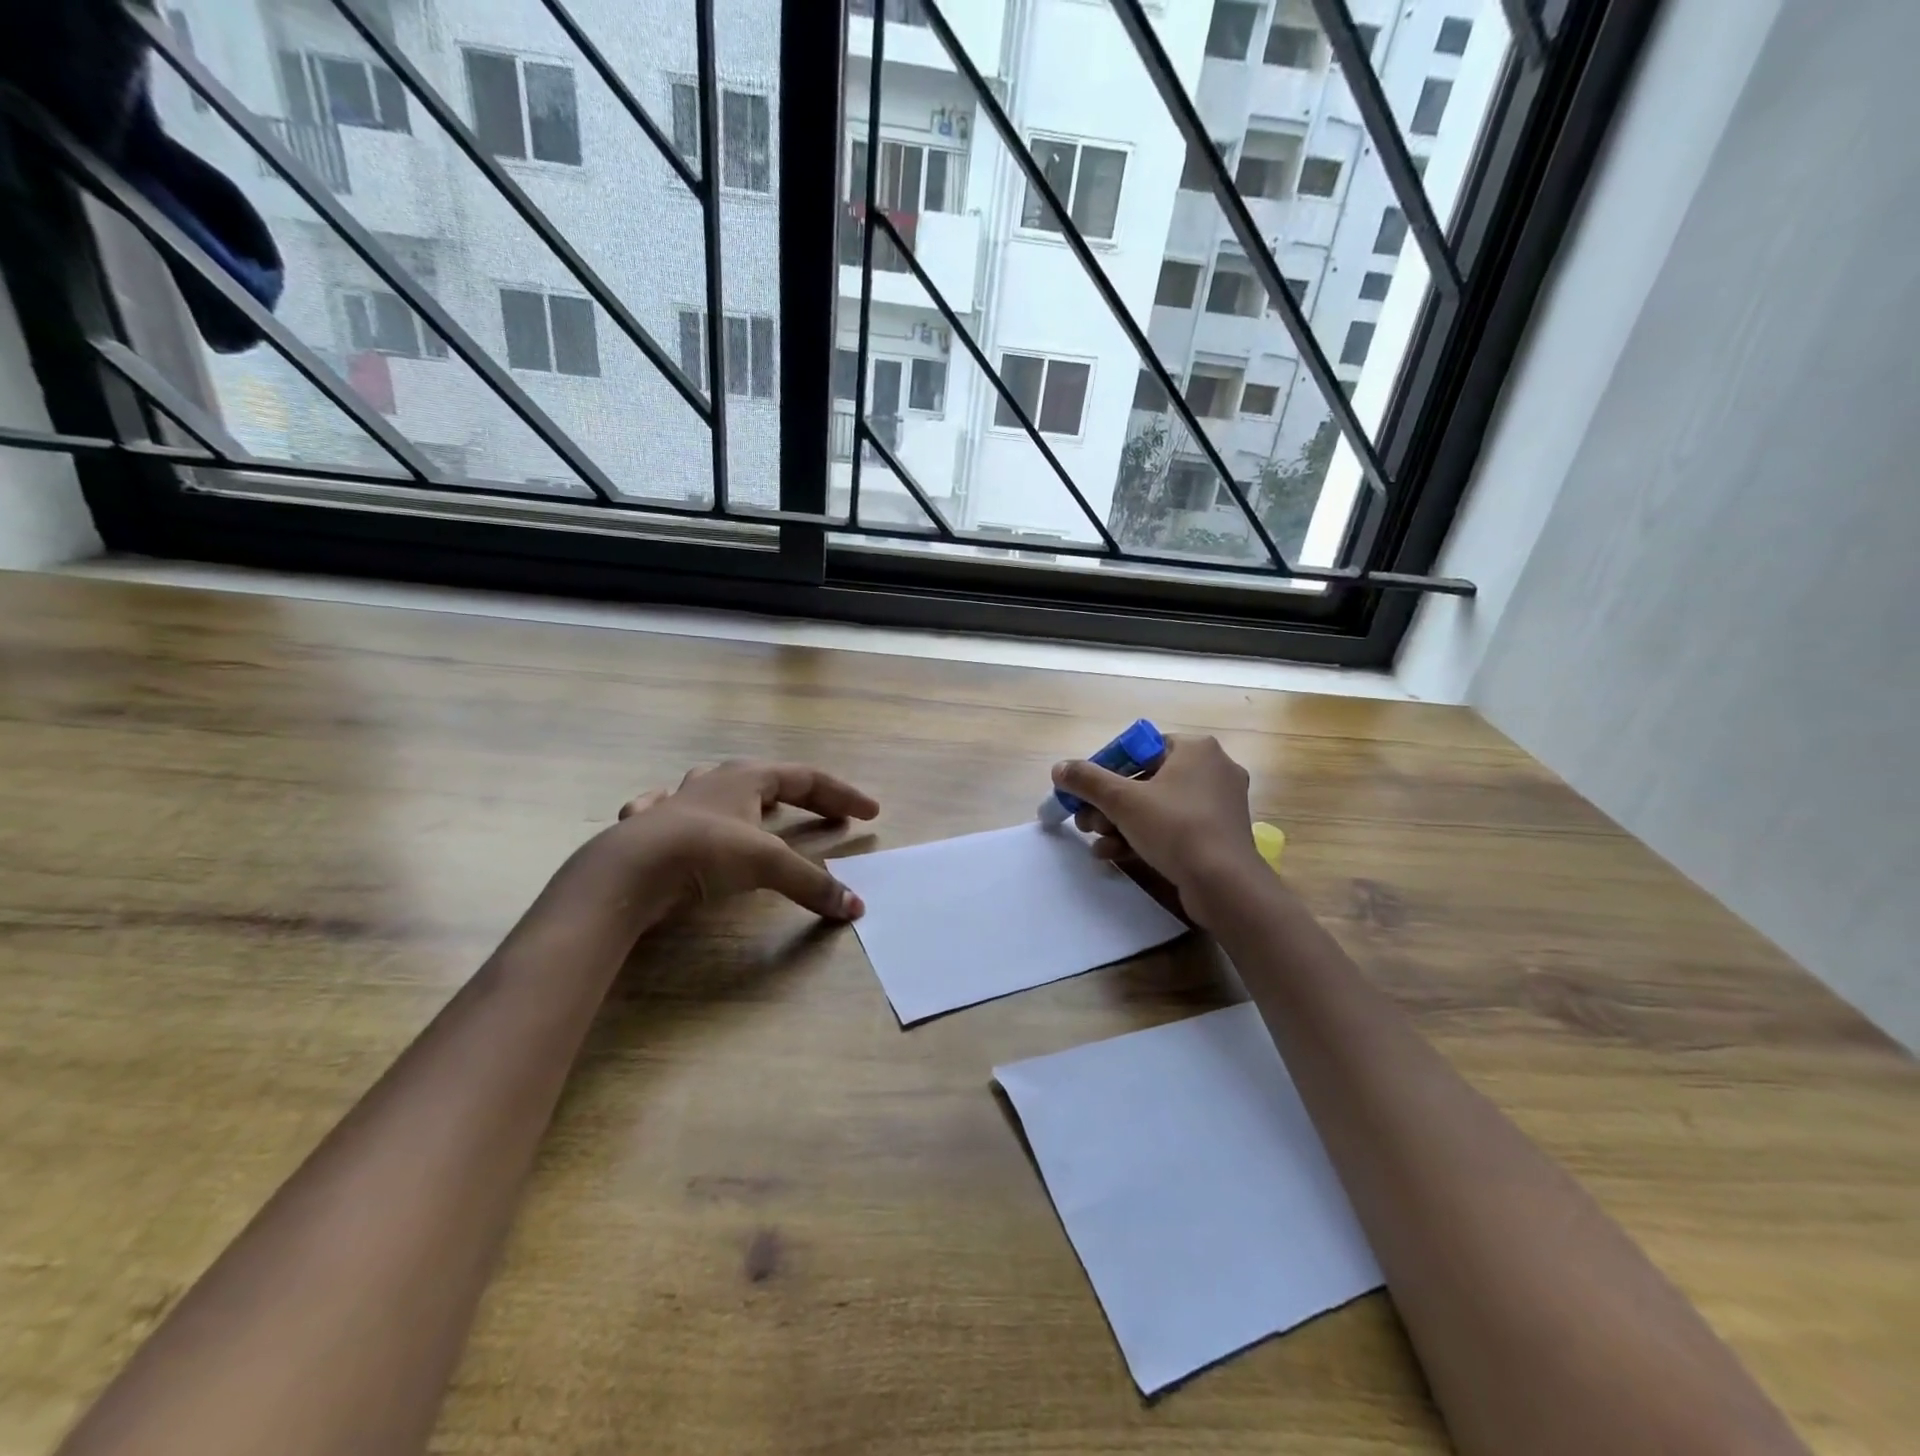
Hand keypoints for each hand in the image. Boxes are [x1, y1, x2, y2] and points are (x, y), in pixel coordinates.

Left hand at [615, 760, 879, 919]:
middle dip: (806, 797)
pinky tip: (676, 815)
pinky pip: (669, 808)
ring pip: (718, 786)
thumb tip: (855, 908)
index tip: (870, 813)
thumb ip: (811, 884)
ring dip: (747, 796)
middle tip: (832, 817)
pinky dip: (682, 812)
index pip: (808, 779)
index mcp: (748, 779)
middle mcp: (715, 781)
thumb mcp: (767, 865)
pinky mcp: (648, 826)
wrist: (628, 869)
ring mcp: (678, 800)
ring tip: (762, 809)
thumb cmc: (705, 852)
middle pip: (771, 779)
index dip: (842, 796)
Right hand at [1052, 734, 1265, 922]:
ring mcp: (1219, 804)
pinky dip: (1144, 837)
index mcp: (1196, 749)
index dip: (1106, 769)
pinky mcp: (1219, 834)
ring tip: (1098, 843)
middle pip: (1145, 780)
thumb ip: (1087, 780)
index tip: (1085, 793)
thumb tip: (1059, 768)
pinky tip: (1115, 855)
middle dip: (1109, 804)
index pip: (1139, 748)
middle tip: (1086, 822)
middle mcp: (1213, 769)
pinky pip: (1174, 827)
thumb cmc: (1175, 828)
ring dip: (1121, 824)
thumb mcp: (1122, 800)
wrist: (1225, 885)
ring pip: (1157, 807)